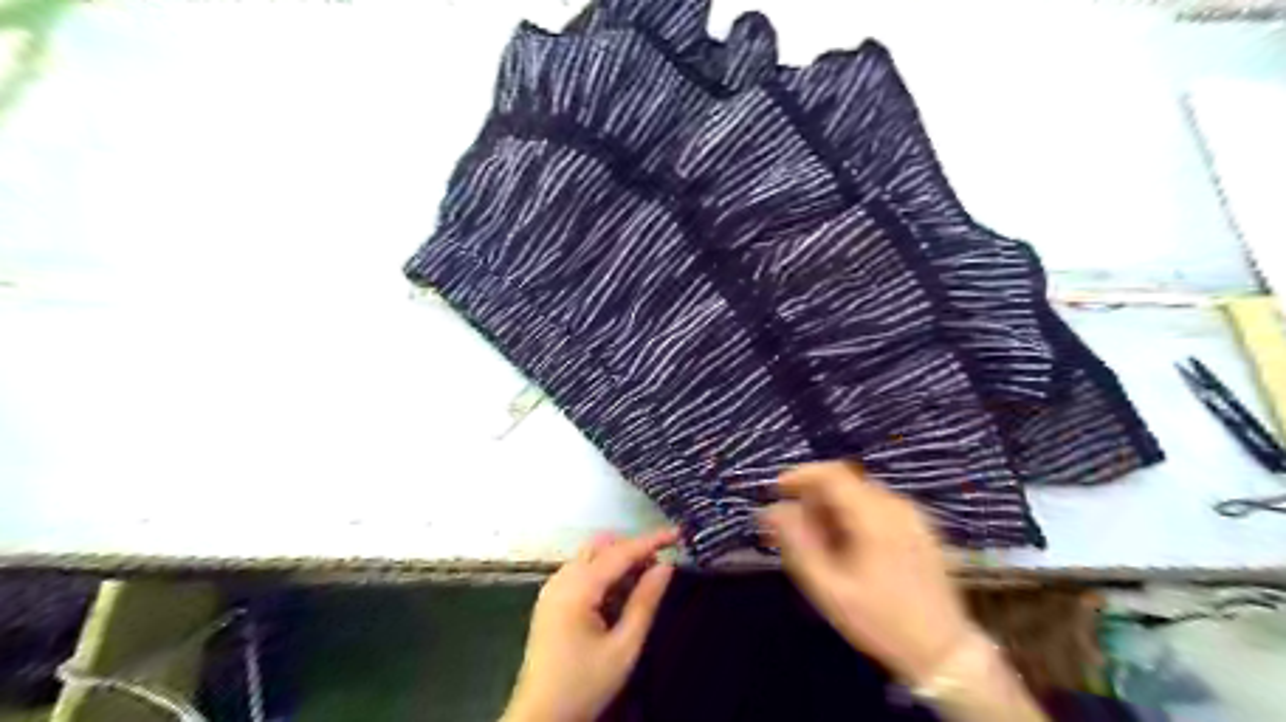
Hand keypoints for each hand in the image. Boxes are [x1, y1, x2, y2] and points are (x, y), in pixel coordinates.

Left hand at [503, 529, 682, 717]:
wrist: (540, 719)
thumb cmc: (584, 685)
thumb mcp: (624, 647)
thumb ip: (645, 602)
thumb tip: (666, 566)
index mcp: (577, 588)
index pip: (619, 552)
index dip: (650, 540)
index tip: (677, 533)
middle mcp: (561, 579)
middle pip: (601, 545)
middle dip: (632, 548)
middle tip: (660, 565)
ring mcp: (552, 588)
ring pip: (590, 556)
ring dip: (617, 560)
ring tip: (644, 581)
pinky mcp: (551, 600)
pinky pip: (580, 571)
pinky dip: (603, 572)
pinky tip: (619, 594)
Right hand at [761, 463, 976, 681]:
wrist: (945, 653)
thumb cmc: (880, 622)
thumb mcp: (829, 588)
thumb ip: (798, 544)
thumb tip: (772, 510)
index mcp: (875, 517)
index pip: (832, 474)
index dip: (800, 476)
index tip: (777, 490)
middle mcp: (897, 506)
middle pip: (846, 482)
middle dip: (814, 496)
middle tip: (792, 525)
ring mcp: (914, 516)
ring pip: (862, 494)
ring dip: (833, 507)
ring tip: (817, 539)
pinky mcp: (922, 529)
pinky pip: (879, 507)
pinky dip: (855, 514)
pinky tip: (847, 545)